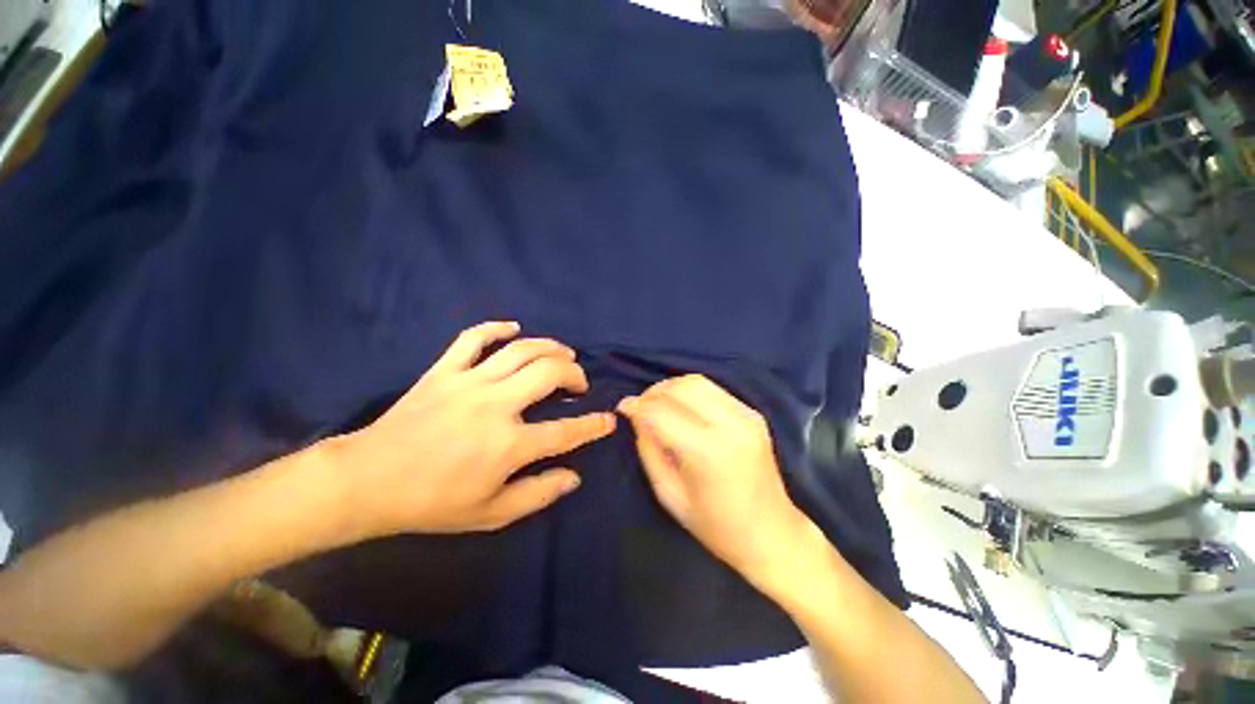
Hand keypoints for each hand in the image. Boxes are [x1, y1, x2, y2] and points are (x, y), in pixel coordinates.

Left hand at [325, 321, 615, 538]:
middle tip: (579, 382)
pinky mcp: (444, 370)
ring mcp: (468, 382)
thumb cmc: (431, 502)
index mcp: (507, 445)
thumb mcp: (490, 514)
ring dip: (550, 347)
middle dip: (574, 373)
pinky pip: (473, 337)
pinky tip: (513, 328)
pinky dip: (496, 328)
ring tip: (563, 354)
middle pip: (549, 373)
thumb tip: (573, 477)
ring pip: (520, 350)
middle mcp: (495, 405)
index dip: (593, 426)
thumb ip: (537, 495)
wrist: (367, 481)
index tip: (609, 420)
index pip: (565, 431)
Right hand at [618, 375, 812, 590]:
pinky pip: (714, 390)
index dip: (637, 406)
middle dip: (654, 392)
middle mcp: (730, 425)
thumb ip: (649, 448)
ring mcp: (746, 416)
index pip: (662, 412)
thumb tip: (636, 415)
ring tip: (658, 404)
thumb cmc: (716, 526)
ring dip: (672, 388)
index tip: (623, 408)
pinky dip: (691, 392)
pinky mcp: (753, 414)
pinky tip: (682, 408)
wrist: (772, 534)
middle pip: (682, 387)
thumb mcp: (669, 494)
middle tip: (640, 406)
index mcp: (707, 452)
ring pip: (698, 381)